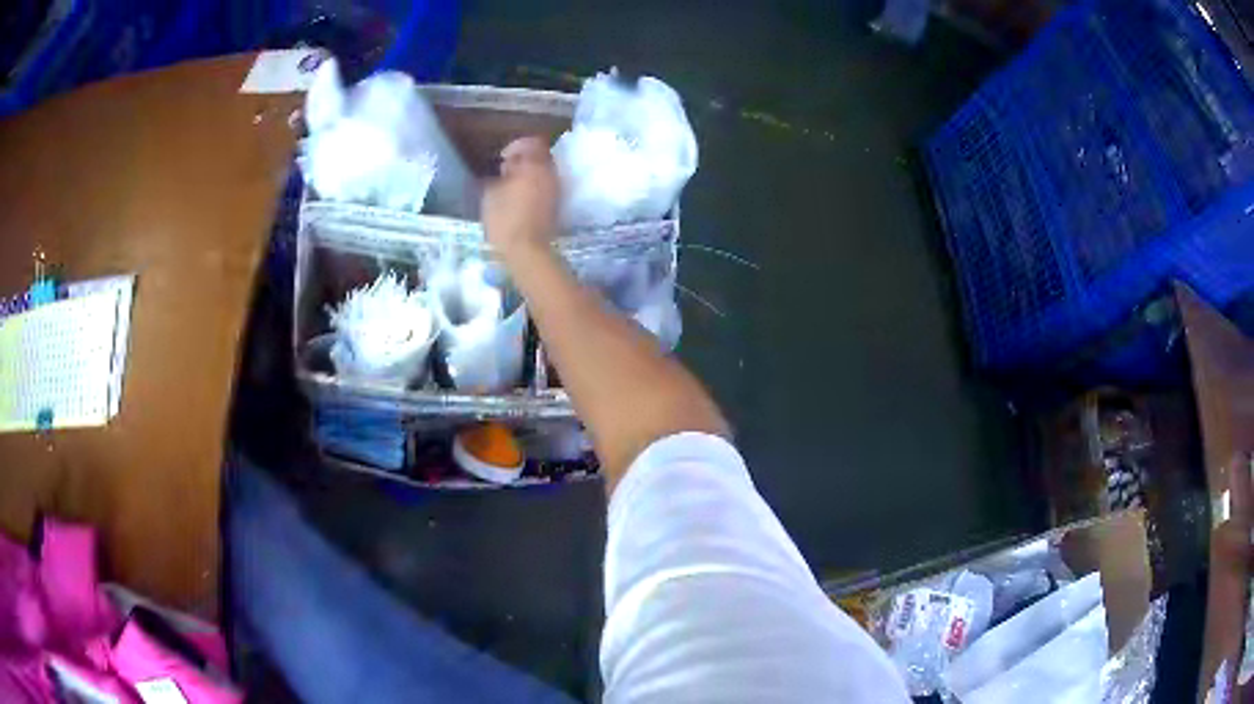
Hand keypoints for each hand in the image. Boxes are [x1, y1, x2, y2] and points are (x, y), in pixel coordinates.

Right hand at [482, 137, 559, 263]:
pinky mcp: (555, 204)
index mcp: (535, 166)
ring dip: (529, 172)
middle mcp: (550, 174)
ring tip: (510, 183)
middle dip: (524, 159)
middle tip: (506, 169)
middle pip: (541, 157)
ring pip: (544, 171)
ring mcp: (555, 190)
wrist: (527, 251)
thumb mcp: (490, 195)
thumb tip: (506, 170)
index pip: (533, 143)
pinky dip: (534, 184)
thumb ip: (498, 177)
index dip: (517, 145)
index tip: (503, 157)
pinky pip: (545, 185)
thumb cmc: (505, 220)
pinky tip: (519, 196)